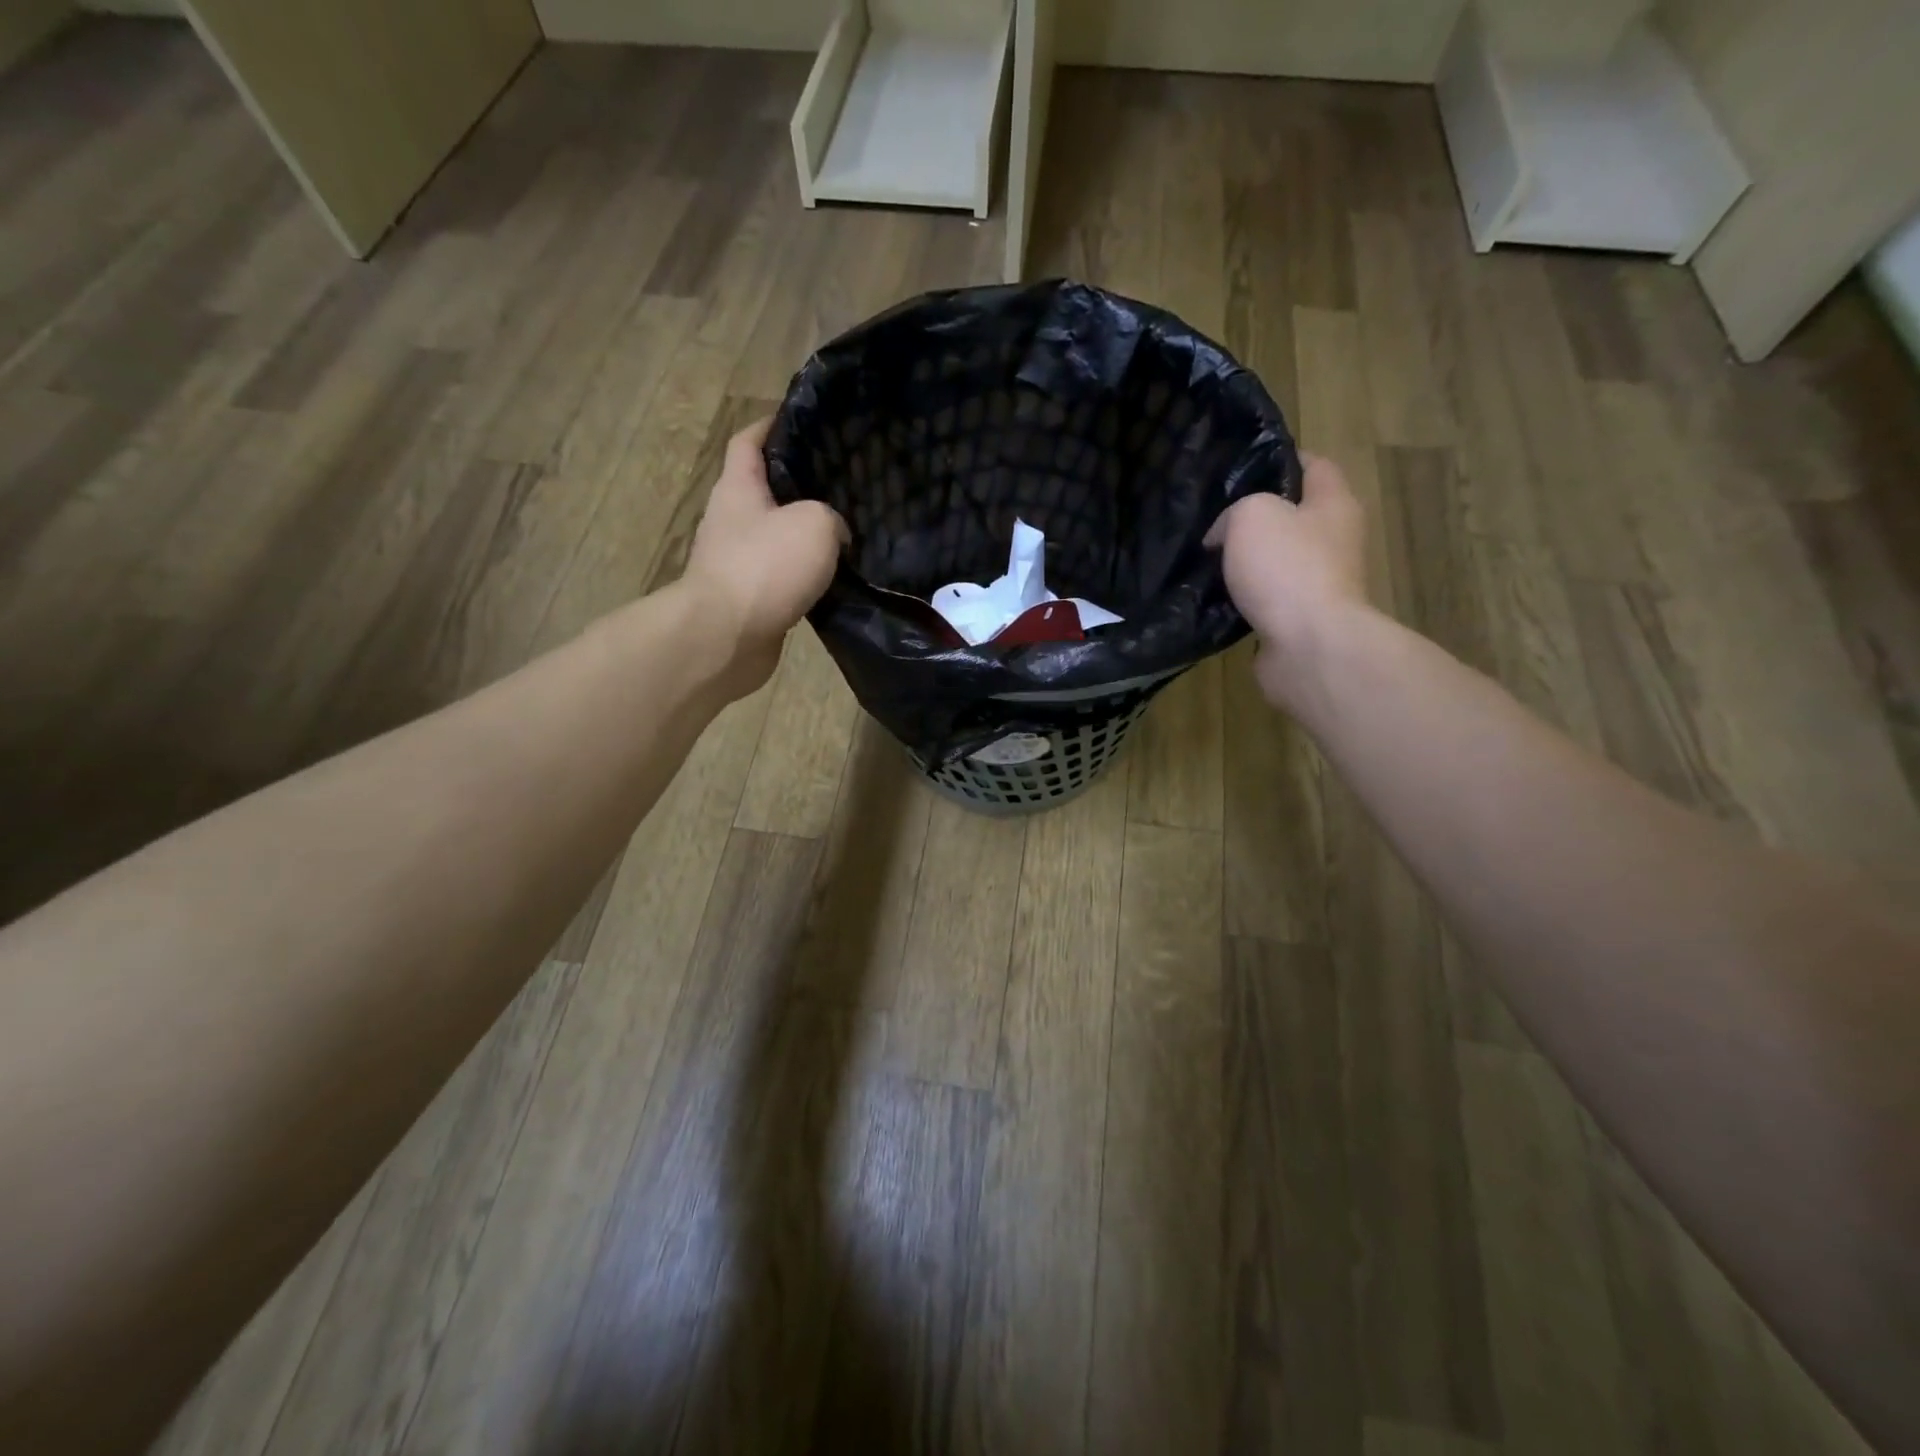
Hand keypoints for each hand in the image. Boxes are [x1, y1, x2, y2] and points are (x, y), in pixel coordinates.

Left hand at [682, 418, 847, 691]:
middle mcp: (732, 519)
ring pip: (777, 536)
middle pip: (765, 489)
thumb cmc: (765, 567)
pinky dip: (805, 573)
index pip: (749, 441)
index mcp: (738, 488)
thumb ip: (832, 518)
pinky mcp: (749, 597)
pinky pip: (782, 575)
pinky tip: (835, 576)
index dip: (771, 425)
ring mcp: (737, 561)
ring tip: (848, 529)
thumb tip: (836, 534)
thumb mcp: (814, 524)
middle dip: (799, 483)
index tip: (801, 420)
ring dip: (805, 534)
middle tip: (842, 480)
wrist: (727, 637)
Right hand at [1207, 452, 1369, 705]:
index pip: (1315, 465)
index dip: (1282, 459)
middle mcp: (1335, 539)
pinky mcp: (1301, 618)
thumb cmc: (1286, 567)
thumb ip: (1233, 513)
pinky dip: (1244, 597)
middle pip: (1294, 515)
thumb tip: (1222, 537)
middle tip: (1213, 516)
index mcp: (1333, 504)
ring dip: (1247, 560)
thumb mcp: (1251, 515)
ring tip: (1206, 557)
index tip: (1243, 465)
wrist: (1308, 645)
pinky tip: (1214, 596)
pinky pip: (1268, 598)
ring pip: (1278, 559)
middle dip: (1257, 515)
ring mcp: (1320, 582)